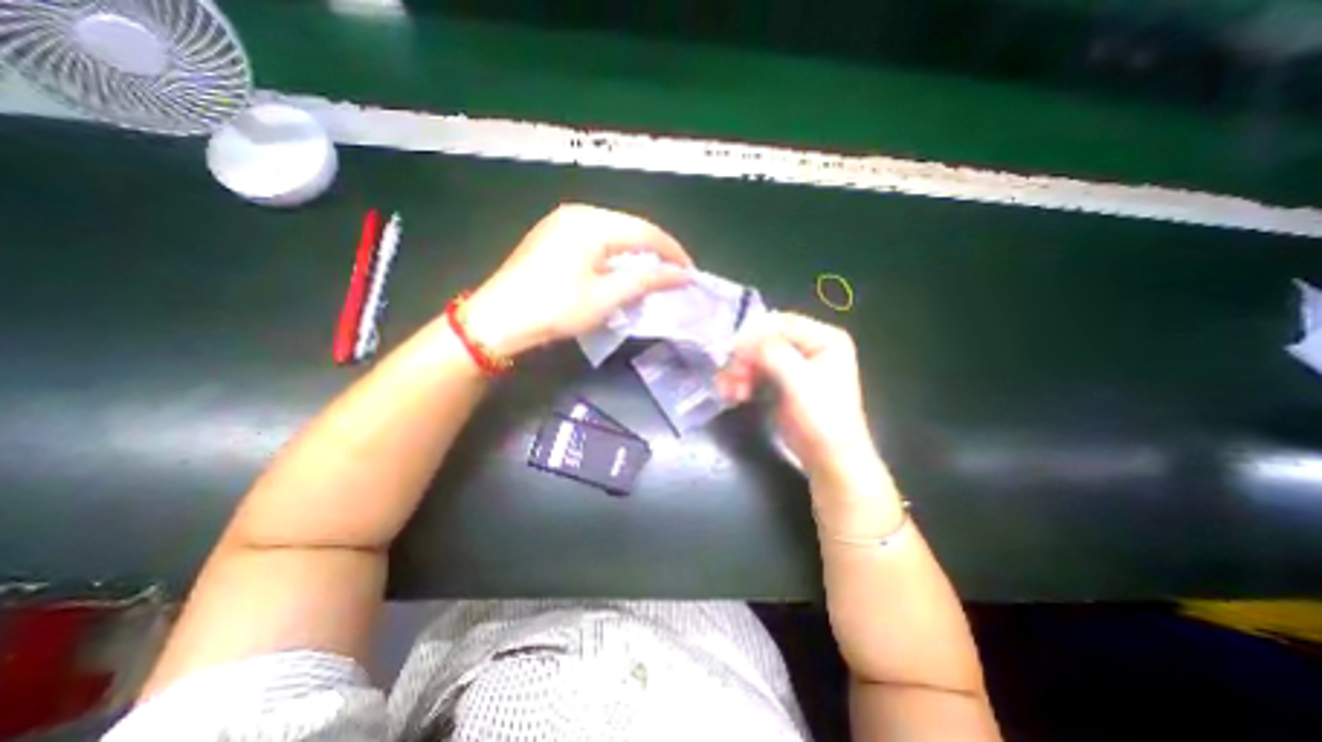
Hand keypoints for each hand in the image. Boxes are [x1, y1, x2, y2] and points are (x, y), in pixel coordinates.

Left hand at [462, 204, 691, 351]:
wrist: (499, 319)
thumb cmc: (555, 308)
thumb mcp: (606, 297)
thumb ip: (646, 281)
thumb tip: (681, 275)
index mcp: (592, 223)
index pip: (646, 231)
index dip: (672, 252)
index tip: (690, 272)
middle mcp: (579, 212)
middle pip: (630, 227)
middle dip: (656, 251)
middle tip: (674, 274)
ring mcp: (563, 221)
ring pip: (614, 232)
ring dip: (636, 252)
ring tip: (654, 274)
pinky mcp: (554, 235)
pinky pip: (597, 238)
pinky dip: (616, 253)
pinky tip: (622, 269)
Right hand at [720, 309, 881, 486]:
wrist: (830, 460)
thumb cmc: (823, 418)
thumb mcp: (799, 381)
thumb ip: (772, 353)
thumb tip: (741, 338)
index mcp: (824, 338)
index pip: (781, 323)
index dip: (754, 334)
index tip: (731, 352)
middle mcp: (809, 346)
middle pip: (765, 340)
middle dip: (744, 359)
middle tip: (729, 378)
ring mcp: (794, 365)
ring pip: (756, 357)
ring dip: (739, 372)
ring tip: (729, 392)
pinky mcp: (781, 382)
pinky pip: (755, 373)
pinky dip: (742, 382)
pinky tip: (733, 395)